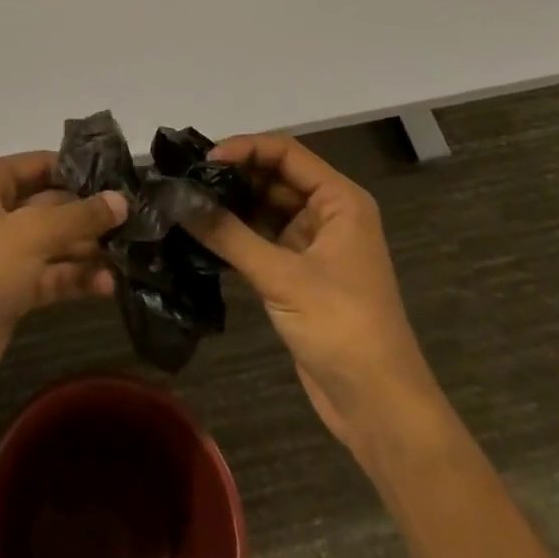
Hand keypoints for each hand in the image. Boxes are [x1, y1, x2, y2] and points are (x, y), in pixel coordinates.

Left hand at [0, 152, 127, 400]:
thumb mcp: (32, 234)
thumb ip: (80, 216)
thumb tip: (122, 200)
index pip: (41, 164)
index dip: (80, 171)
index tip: (122, 180)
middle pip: (50, 204)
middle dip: (89, 214)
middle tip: (136, 221)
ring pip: (51, 242)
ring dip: (86, 249)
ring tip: (131, 256)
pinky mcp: (7, 292)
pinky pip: (48, 276)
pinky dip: (74, 278)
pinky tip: (109, 286)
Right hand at [187, 133, 434, 450]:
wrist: (379, 410)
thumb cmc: (342, 328)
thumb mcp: (282, 278)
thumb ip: (229, 235)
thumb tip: (179, 199)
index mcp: (339, 200)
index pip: (286, 152)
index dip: (244, 148)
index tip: (203, 160)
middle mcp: (328, 214)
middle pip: (274, 176)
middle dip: (234, 175)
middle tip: (186, 180)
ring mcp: (314, 244)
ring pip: (266, 208)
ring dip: (232, 205)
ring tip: (186, 202)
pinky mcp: (299, 273)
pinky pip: (262, 239)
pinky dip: (235, 235)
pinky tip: (202, 234)